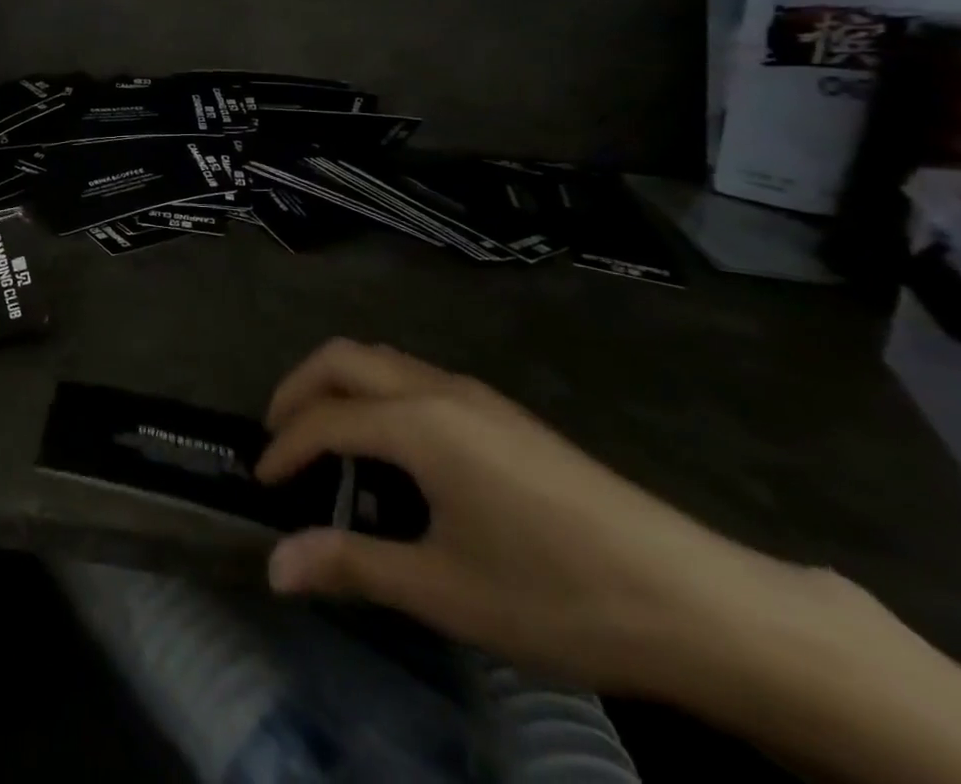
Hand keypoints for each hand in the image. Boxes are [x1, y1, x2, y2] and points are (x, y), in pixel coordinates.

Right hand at [255, 340, 815, 697]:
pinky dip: (377, 392)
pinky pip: (414, 376)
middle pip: (344, 358)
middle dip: (299, 388)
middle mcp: (439, 389)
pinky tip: (393, 447)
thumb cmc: (558, 594)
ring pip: (382, 359)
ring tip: (325, 437)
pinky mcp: (504, 412)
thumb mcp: (446, 591)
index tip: (261, 483)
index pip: (325, 420)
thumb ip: (353, 565)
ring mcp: (477, 395)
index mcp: (419, 423)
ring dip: (339, 385)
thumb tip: (274, 566)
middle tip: (278, 435)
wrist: (698, 602)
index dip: (284, 447)